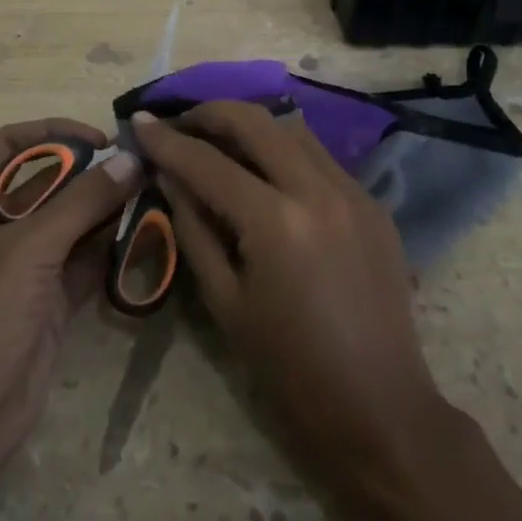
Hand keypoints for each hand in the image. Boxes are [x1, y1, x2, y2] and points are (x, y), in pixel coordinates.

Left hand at [0, 119, 140, 483]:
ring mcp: (23, 268)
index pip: (11, 145)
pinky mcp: (48, 302)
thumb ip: (82, 202)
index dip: (53, 132)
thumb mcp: (28, 250)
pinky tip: (144, 236)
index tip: (99, 139)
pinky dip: (110, 249)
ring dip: (106, 210)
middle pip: (48, 183)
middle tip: (140, 169)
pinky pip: (83, 262)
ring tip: (151, 196)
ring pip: (70, 223)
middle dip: (90, 173)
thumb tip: (131, 158)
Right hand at [132, 103, 446, 474]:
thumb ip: (193, 227)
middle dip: (210, 112)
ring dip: (250, 125)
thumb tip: (169, 175)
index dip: (167, 140)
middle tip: (180, 122)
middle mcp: (318, 189)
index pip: (208, 163)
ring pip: (292, 128)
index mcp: (276, 222)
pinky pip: (320, 156)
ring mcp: (353, 190)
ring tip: (219, 140)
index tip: (141, 121)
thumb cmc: (290, 368)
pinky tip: (266, 172)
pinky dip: (284, 150)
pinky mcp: (373, 201)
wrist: (380, 408)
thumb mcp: (225, 301)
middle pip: (255, 120)